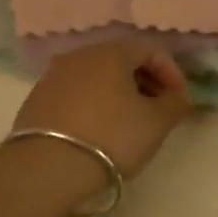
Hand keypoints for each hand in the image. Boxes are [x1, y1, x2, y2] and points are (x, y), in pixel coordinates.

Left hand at [12, 38, 191, 179]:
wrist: (47, 167)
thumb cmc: (111, 138)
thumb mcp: (156, 123)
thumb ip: (175, 104)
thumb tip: (177, 97)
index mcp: (111, 52)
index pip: (150, 49)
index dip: (172, 73)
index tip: (180, 101)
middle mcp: (80, 54)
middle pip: (121, 59)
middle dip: (145, 81)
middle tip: (158, 110)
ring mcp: (54, 75)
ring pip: (96, 75)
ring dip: (118, 92)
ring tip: (129, 122)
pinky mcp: (37, 98)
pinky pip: (75, 92)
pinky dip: (93, 103)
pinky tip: (98, 129)